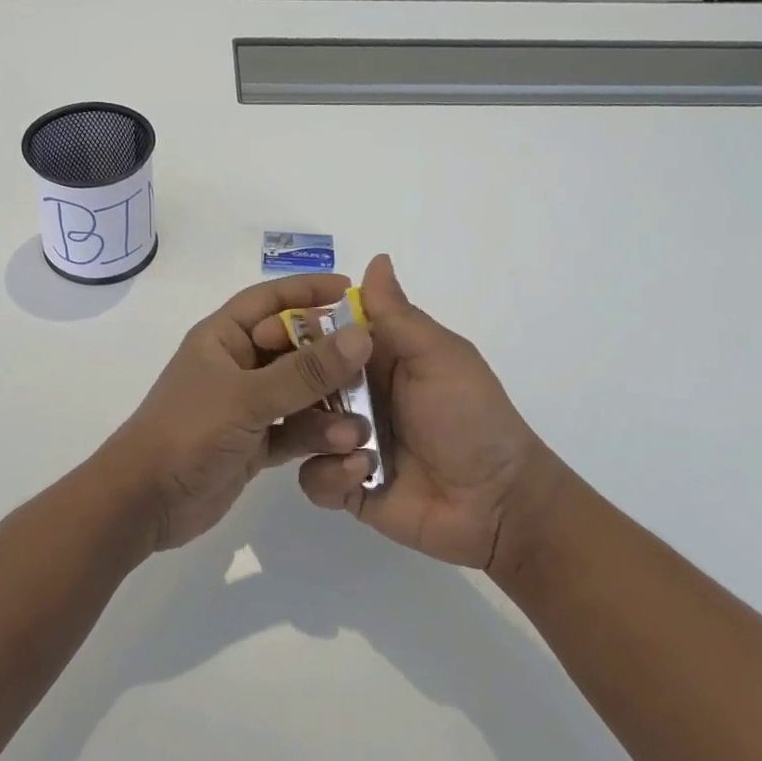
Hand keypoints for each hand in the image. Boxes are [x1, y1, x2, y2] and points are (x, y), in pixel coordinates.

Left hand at [103, 275, 374, 551]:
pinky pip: (294, 430)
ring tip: (359, 421)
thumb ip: (305, 371)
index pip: (269, 300)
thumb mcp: (248, 397)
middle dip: (330, 356)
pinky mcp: (253, 444)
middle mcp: (236, 366)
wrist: (145, 502)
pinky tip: (345, 446)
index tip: (351, 290)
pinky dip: (317, 436)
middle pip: (292, 348)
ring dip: (328, 404)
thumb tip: (360, 335)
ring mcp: (245, 406)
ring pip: (298, 393)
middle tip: (370, 364)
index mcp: (222, 337)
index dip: (308, 291)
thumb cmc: (188, 431)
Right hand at [286, 255, 573, 571]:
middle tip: (290, 392)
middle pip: (298, 381)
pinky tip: (363, 473)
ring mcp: (346, 441)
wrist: (498, 502)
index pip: (319, 334)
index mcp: (373, 359)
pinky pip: (313, 477)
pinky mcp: (346, 485)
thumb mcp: (439, 358)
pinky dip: (331, 475)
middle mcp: (353, 396)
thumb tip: (376, 258)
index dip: (290, 329)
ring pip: (299, 429)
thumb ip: (398, 315)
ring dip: (319, 432)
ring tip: (355, 441)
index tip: (263, 332)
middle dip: (291, 385)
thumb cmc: (471, 417)